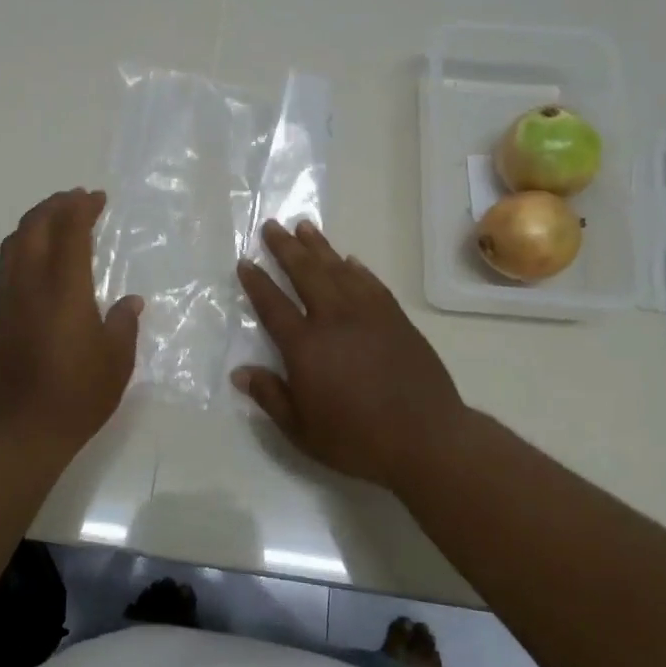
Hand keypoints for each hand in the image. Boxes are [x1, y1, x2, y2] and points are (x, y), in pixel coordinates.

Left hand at [0, 189, 142, 449]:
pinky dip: (22, 246)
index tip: (97, 198)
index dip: (82, 209)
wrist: (19, 430)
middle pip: (34, 227)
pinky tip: (36, 257)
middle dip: (55, 205)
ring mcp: (6, 299)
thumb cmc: (77, 396)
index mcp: (64, 291)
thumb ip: (123, 323)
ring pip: (13, 243)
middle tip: (75, 199)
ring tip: (54, 219)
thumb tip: (130, 301)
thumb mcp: (116, 361)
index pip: (70, 233)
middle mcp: (29, 285)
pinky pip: (6, 265)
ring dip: (34, 222)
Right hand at [233, 221, 466, 490]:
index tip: (245, 262)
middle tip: (271, 226)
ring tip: (304, 226)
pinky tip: (349, 260)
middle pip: (305, 273)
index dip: (256, 282)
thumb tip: (240, 372)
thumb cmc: (356, 439)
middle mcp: (334, 319)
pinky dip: (356, 269)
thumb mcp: (301, 430)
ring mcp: (368, 314)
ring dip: (319, 247)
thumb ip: (270, 396)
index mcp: (305, 346)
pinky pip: (371, 284)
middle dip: (285, 248)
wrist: (426, 438)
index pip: (272, 305)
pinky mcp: (396, 319)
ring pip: (338, 270)